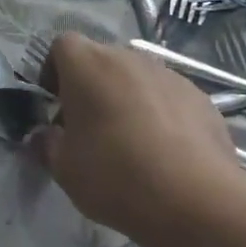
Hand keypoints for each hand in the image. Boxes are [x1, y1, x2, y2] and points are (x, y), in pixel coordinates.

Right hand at [34, 33, 245, 237]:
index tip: (55, 104)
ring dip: (126, 98)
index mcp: (87, 65)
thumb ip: (47, 144)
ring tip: (130, 142)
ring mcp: (170, 75)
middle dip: (90, 86)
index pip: (62, 45)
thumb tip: (44, 135)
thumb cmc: (115, 176)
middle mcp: (129, 58)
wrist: (196, 200)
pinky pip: (168, 97)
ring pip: (136, 78)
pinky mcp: (201, 97)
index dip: (53, 71)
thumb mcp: (64, 168)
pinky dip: (160, 114)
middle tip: (88, 127)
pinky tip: (164, 152)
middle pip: (101, 60)